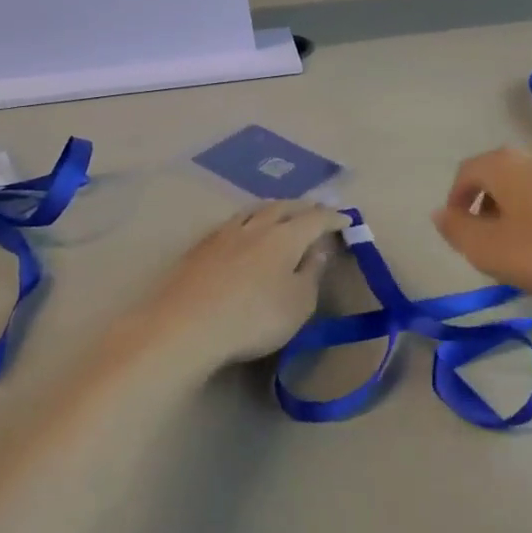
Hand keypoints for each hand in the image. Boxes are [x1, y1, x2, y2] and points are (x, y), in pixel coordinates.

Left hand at [136, 201, 346, 371]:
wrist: (186, 325)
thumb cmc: (254, 318)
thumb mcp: (297, 304)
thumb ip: (311, 274)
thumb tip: (318, 250)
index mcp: (285, 237)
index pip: (315, 219)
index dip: (332, 218)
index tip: (345, 220)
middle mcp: (256, 226)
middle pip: (282, 207)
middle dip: (302, 206)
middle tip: (315, 209)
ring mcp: (224, 234)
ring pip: (253, 210)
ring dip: (272, 208)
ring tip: (280, 211)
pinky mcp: (200, 247)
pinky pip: (231, 223)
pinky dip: (247, 221)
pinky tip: (242, 231)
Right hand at [432, 143, 531, 305]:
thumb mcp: (489, 251)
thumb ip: (457, 230)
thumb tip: (441, 213)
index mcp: (505, 163)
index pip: (467, 171)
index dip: (457, 198)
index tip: (459, 226)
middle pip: (504, 172)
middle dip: (493, 200)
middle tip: (495, 236)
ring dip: (529, 201)